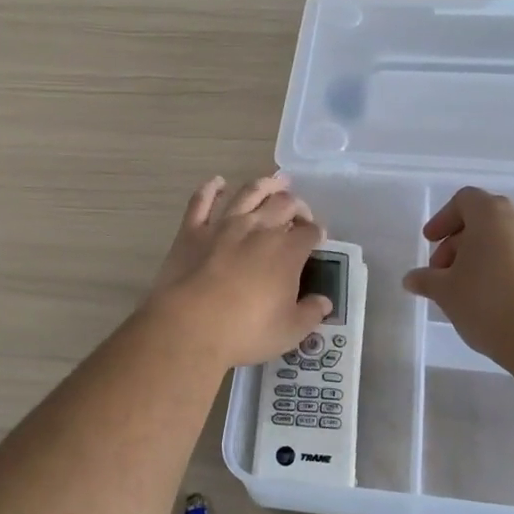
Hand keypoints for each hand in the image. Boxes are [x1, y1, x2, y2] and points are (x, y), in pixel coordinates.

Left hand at [145, 176, 331, 366]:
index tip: (318, 238)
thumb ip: (310, 313)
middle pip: (284, 204)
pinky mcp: (192, 231)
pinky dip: (210, 189)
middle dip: (297, 205)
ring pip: (249, 193)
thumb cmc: (245, 332)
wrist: (190, 327)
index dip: (317, 232)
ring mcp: (224, 225)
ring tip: (276, 181)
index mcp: (287, 251)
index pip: (310, 232)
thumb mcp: (289, 331)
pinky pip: (201, 202)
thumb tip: (324, 302)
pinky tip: (217, 183)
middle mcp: (259, 228)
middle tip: (300, 212)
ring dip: (265, 185)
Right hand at [403, 187, 513, 364]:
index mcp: (491, 212)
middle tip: (441, 271)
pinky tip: (488, 299)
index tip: (429, 242)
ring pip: (503, 239)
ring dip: (479, 256)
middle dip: (458, 242)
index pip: (464, 200)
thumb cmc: (487, 300)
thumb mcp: (445, 291)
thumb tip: (412, 279)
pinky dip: (501, 268)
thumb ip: (426, 279)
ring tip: (463, 288)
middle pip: (483, 219)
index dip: (443, 219)